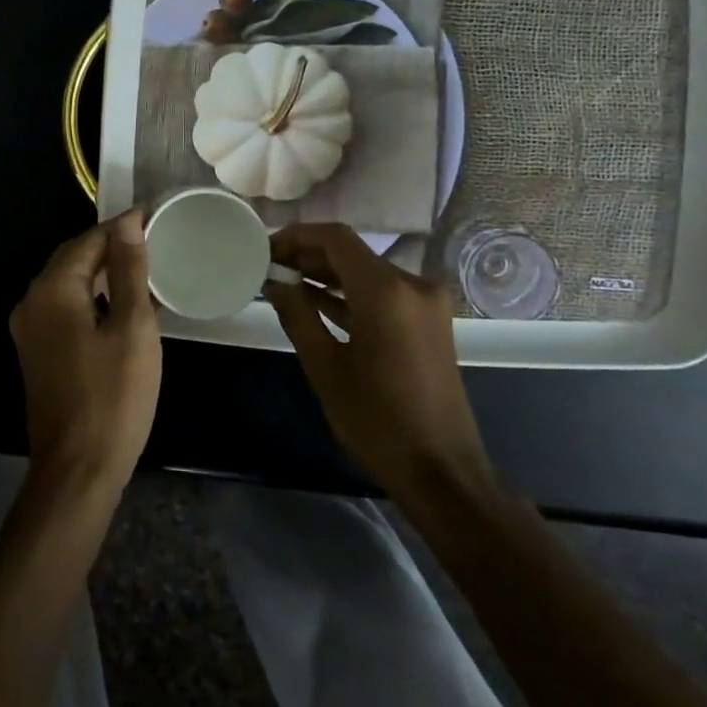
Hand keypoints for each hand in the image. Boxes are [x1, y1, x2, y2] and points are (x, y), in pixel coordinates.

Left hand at [9, 212, 162, 491]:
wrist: (77, 468)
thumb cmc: (113, 396)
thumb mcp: (132, 328)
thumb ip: (129, 271)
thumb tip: (127, 224)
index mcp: (52, 290)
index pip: (88, 241)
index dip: (122, 227)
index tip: (155, 217)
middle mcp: (32, 302)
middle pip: (73, 259)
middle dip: (110, 247)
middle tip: (153, 240)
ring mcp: (29, 330)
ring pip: (68, 284)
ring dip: (102, 273)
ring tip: (143, 267)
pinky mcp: (37, 352)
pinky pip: (64, 308)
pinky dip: (92, 298)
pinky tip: (121, 305)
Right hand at [264, 223, 494, 498]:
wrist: (442, 470)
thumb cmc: (377, 420)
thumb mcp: (325, 366)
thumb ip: (297, 314)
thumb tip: (274, 281)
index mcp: (386, 291)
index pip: (335, 238)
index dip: (296, 236)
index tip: (265, 248)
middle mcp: (412, 285)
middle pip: (352, 252)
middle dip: (308, 255)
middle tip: (268, 266)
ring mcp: (424, 303)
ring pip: (366, 271)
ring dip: (327, 274)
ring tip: (284, 282)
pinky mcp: (428, 321)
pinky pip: (382, 293)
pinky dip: (350, 294)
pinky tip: (315, 300)